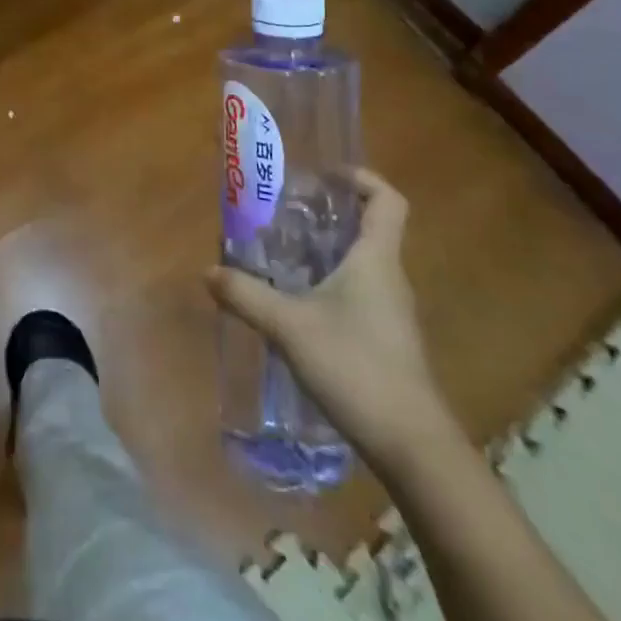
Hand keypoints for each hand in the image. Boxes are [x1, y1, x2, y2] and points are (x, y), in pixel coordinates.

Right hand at [207, 169, 457, 471]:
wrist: (411, 445)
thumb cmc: (356, 367)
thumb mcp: (289, 327)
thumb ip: (246, 296)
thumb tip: (208, 271)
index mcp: (376, 260)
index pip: (388, 201)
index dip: (362, 179)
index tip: (325, 176)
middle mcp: (389, 278)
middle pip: (370, 229)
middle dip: (330, 214)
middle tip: (285, 211)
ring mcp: (392, 312)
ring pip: (362, 264)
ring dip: (328, 251)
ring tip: (282, 253)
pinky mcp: (387, 340)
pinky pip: (359, 293)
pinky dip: (331, 284)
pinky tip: (298, 303)